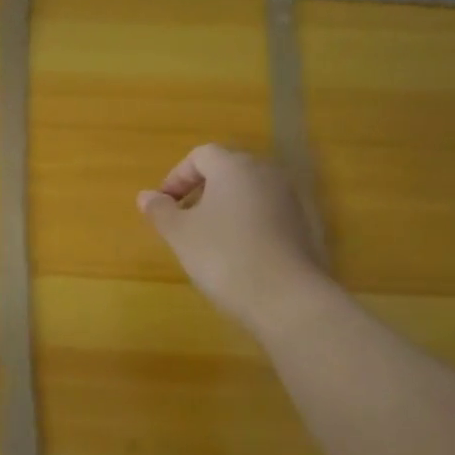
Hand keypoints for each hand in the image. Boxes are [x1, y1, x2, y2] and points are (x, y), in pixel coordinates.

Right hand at [138, 144, 328, 329]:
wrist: (288, 299)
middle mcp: (267, 174)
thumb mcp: (180, 234)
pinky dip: (250, 226)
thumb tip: (146, 196)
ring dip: (227, 209)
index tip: (164, 205)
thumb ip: (161, 211)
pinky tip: (241, 256)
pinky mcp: (308, 227)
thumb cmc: (224, 257)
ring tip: (210, 241)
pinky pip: (270, 215)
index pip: (200, 155)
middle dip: (202, 191)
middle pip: (228, 171)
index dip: (177, 177)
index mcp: (235, 167)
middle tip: (184, 221)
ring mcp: (293, 200)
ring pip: (251, 193)